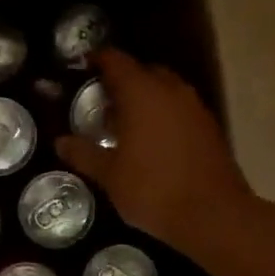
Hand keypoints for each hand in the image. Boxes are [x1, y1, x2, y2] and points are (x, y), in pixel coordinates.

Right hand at [56, 48, 254, 255]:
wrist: (213, 215)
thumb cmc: (153, 189)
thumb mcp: (109, 175)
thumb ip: (84, 154)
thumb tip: (60, 142)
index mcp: (142, 93)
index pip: (116, 61)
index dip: (97, 60)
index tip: (82, 67)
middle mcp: (171, 90)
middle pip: (143, 71)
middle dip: (122, 81)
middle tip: (100, 101)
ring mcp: (194, 107)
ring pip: (164, 89)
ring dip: (144, 98)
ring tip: (123, 123)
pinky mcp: (209, 126)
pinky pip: (179, 108)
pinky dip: (162, 114)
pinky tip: (150, 140)